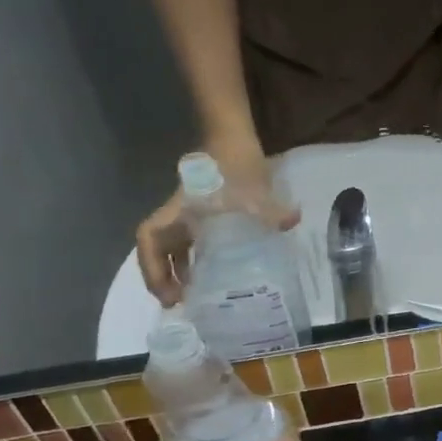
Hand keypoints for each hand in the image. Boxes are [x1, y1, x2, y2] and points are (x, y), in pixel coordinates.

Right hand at [136, 141, 300, 306]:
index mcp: (180, 211)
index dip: (152, 267)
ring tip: (196, 297)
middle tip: (182, 303)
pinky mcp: (204, 215)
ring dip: (180, 272)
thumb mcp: (254, 188)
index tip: (167, 292)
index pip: (150, 239)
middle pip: (158, 250)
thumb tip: (291, 221)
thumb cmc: (235, 162)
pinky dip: (198, 260)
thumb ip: (271, 208)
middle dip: (164, 278)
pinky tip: (218, 275)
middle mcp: (178, 216)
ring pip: (175, 248)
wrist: (234, 136)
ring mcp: (190, 215)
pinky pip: (193, 242)